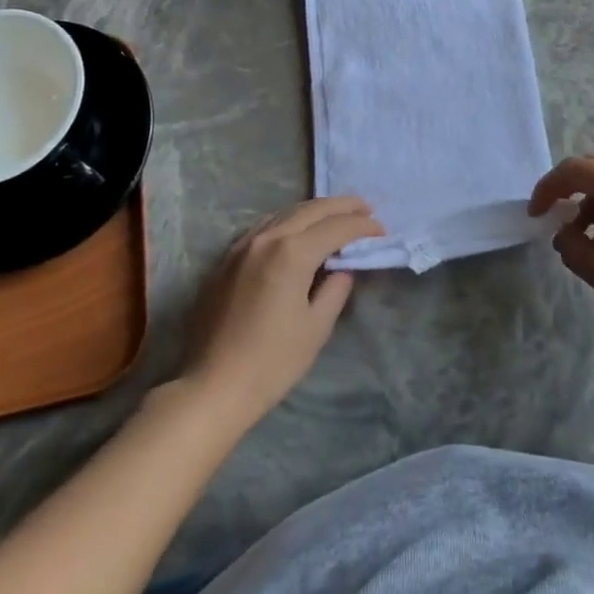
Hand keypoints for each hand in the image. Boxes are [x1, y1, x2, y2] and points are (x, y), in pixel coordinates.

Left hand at [179, 197, 383, 425]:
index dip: (363, 226)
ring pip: (286, 212)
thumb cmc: (271, 362)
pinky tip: (297, 231)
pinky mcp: (227, 258)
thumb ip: (335, 290)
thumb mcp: (316, 327)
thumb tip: (341, 270)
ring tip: (336, 216)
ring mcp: (243, 245)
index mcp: (292, 253)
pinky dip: (289, 221)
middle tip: (366, 210)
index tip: (381, 231)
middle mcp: (267, 238)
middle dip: (342, 206)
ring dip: (315, 210)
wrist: (212, 387)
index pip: (336, 227)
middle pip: (312, 209)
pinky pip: (266, 226)